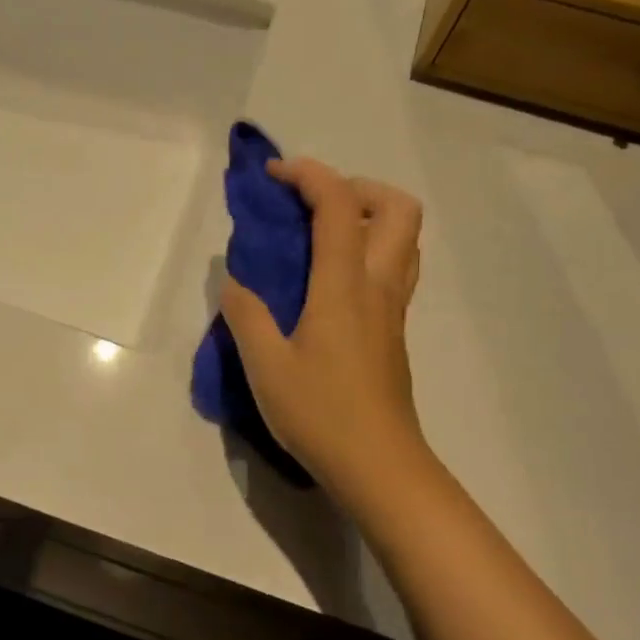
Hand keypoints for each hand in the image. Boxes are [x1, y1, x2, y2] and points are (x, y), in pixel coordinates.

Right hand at [220, 157, 424, 507]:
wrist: (378, 464)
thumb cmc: (319, 413)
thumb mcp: (265, 366)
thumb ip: (246, 315)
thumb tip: (234, 280)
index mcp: (344, 286)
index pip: (338, 205)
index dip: (309, 175)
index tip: (273, 176)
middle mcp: (379, 286)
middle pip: (398, 208)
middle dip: (356, 188)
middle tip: (313, 207)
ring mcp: (394, 310)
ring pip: (405, 239)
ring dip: (370, 218)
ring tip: (322, 237)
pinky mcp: (395, 332)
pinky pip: (395, 268)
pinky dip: (369, 251)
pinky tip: (330, 283)